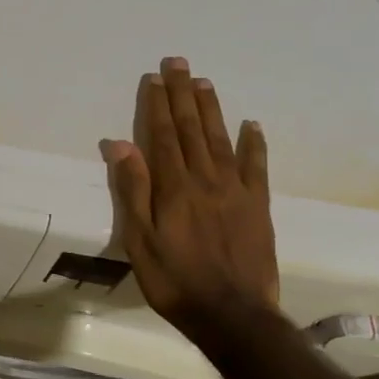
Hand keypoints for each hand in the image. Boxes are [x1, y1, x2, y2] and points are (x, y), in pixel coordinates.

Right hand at [101, 57, 279, 337]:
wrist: (233, 315)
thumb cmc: (175, 281)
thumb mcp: (140, 241)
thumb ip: (132, 190)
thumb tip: (119, 144)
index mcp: (173, 187)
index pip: (162, 136)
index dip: (157, 105)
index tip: (154, 77)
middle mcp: (205, 179)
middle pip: (192, 129)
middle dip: (183, 94)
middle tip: (179, 62)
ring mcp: (236, 191)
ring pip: (221, 139)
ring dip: (212, 109)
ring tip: (204, 82)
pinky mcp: (258, 206)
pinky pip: (257, 166)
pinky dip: (254, 143)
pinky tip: (252, 124)